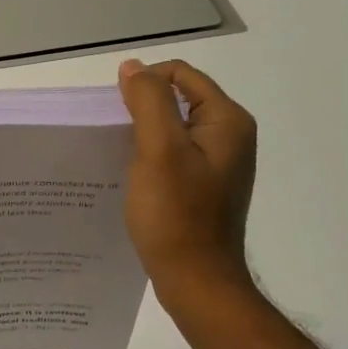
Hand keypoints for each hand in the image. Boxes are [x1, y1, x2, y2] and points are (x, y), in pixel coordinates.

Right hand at [117, 59, 258, 306]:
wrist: (196, 281)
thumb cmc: (176, 214)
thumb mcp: (158, 149)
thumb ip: (147, 101)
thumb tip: (133, 67)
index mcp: (227, 120)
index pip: (180, 74)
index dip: (144, 83)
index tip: (118, 114)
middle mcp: (230, 135)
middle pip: (178, 98)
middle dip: (143, 109)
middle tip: (116, 136)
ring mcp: (220, 162)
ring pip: (174, 127)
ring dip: (145, 133)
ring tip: (122, 156)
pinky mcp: (207, 184)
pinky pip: (176, 153)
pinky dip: (152, 155)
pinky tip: (135, 175)